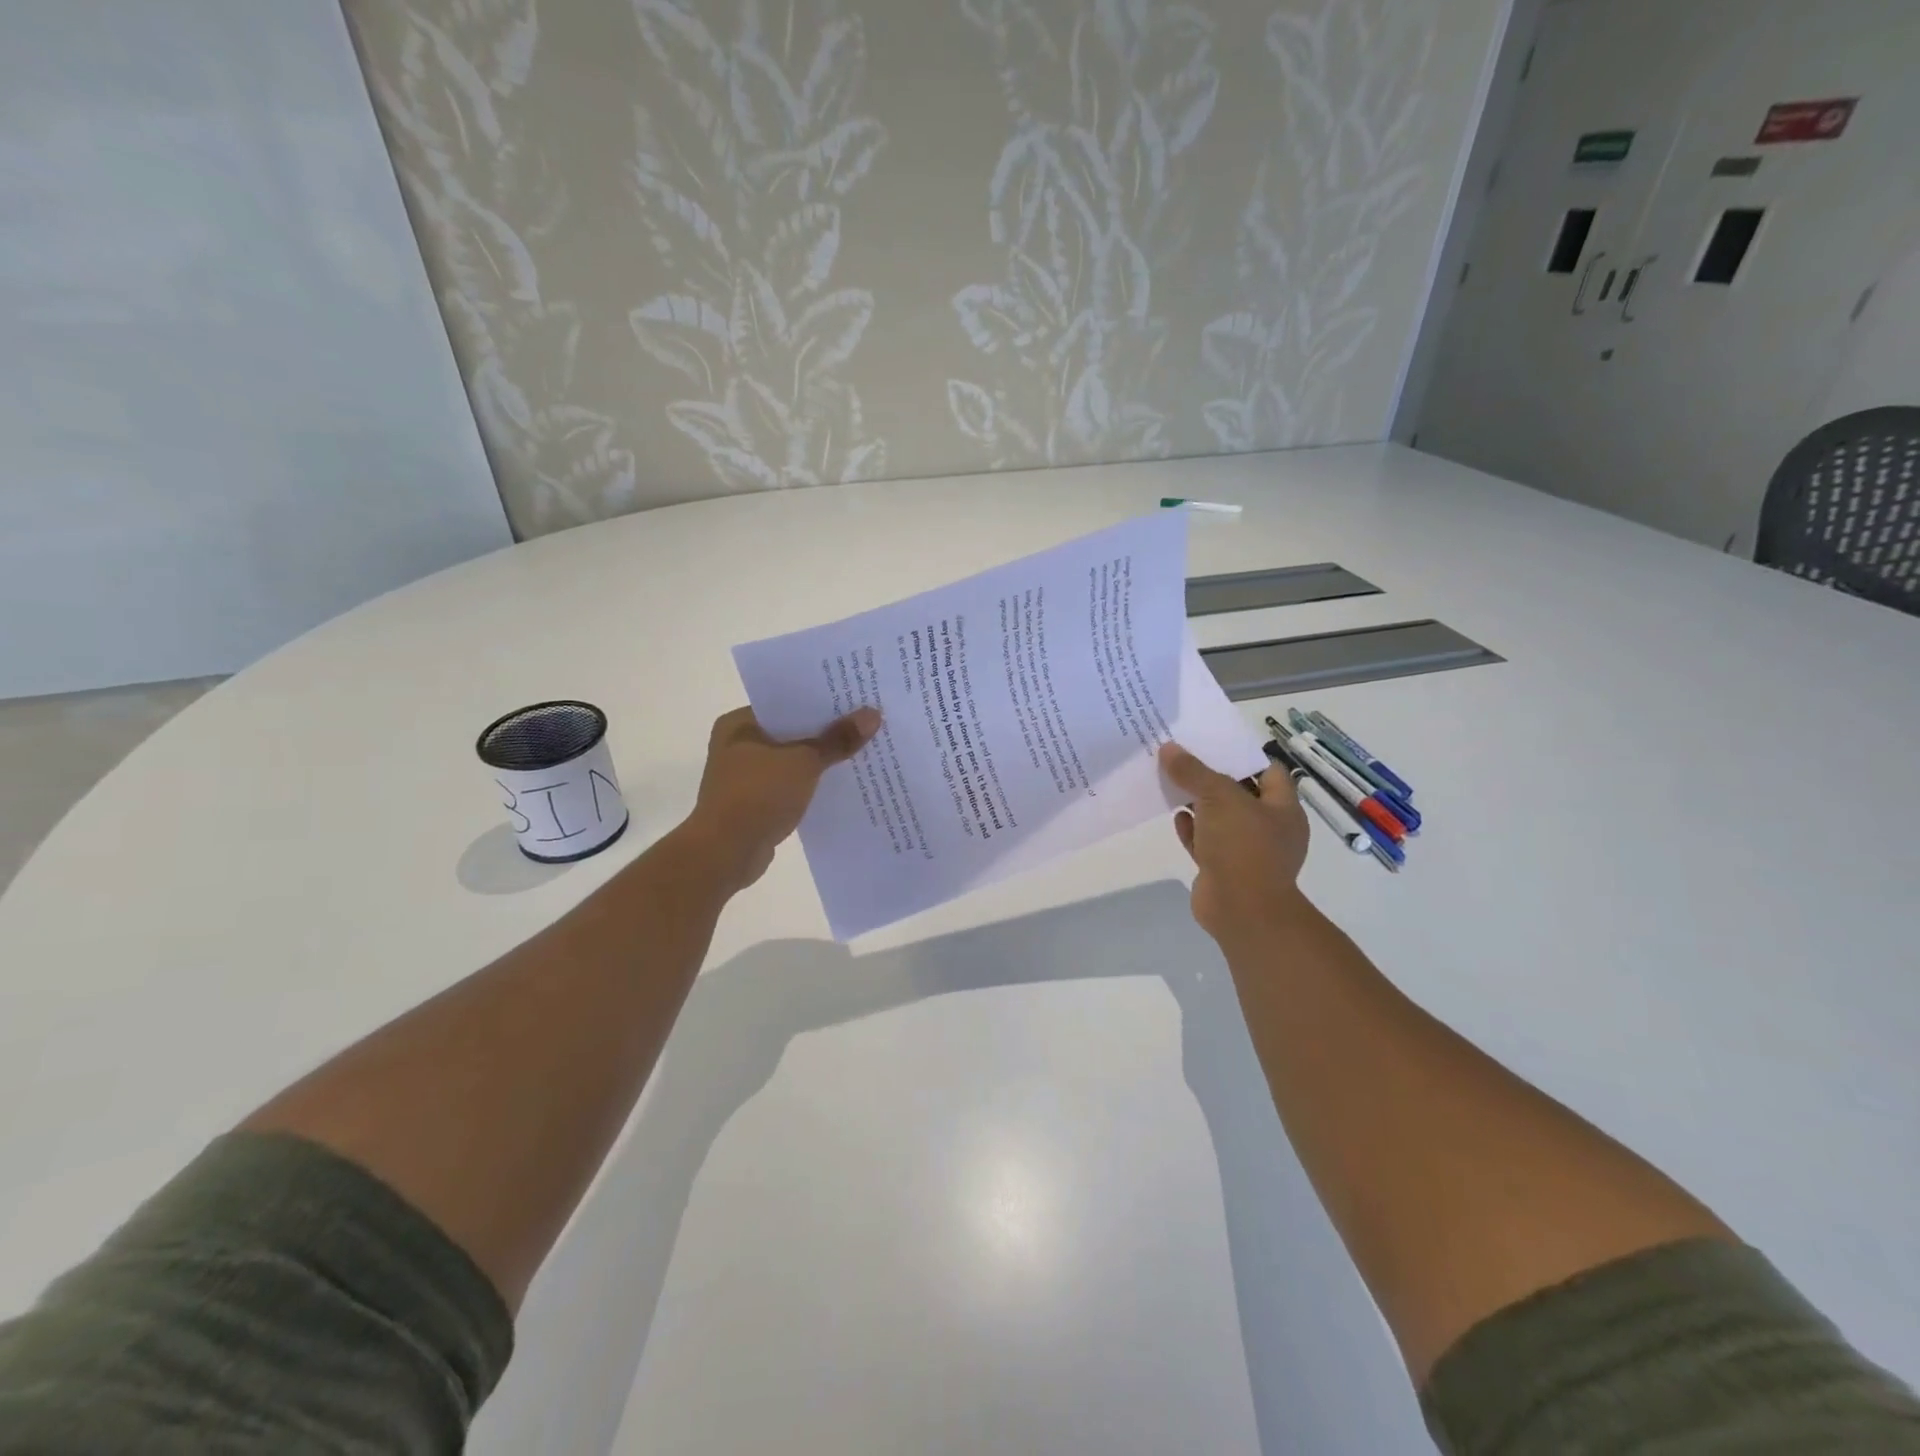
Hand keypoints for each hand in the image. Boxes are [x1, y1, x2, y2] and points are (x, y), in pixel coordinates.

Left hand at [679, 705, 881, 892]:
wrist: (725, 853)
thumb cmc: (758, 795)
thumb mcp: (804, 762)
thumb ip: (838, 739)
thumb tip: (873, 714)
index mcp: (739, 724)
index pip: (786, 704)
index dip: (821, 702)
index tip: (854, 699)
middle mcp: (737, 746)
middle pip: (792, 732)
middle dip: (826, 732)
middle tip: (866, 723)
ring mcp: (744, 777)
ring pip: (792, 761)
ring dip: (820, 761)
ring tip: (862, 752)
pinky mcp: (754, 804)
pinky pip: (790, 786)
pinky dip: (811, 786)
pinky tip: (841, 786)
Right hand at [1158, 741, 1310, 944]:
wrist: (1242, 911)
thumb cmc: (1243, 847)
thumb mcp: (1218, 798)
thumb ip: (1193, 771)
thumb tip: (1168, 748)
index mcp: (1282, 809)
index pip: (1268, 771)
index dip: (1241, 755)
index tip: (1211, 742)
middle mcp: (1269, 828)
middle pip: (1239, 793)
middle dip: (1211, 778)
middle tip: (1183, 758)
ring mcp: (1246, 851)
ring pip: (1220, 819)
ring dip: (1198, 804)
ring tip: (1171, 782)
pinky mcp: (1224, 870)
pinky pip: (1206, 843)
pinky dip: (1192, 830)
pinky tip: (1175, 817)